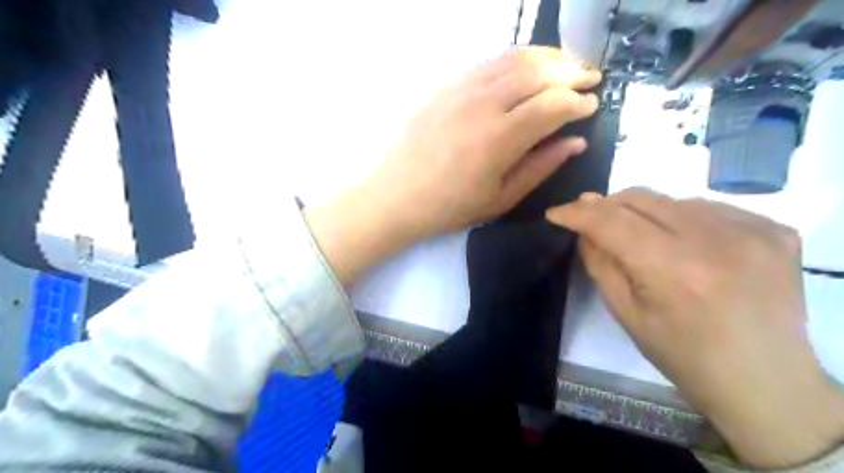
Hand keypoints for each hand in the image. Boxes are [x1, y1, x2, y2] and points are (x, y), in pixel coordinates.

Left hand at [364, 46, 599, 238]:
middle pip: (538, 72)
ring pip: (514, 59)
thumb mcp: (501, 198)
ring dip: (547, 57)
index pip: (553, 105)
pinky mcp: (446, 86)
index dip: (579, 102)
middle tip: (590, 78)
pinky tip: (525, 68)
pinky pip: (488, 63)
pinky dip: (515, 60)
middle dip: (572, 71)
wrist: (397, 195)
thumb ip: (541, 166)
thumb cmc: (450, 206)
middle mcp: (483, 104)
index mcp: (500, 138)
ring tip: (567, 65)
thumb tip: (575, 141)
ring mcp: (461, 90)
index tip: (593, 106)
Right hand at [548, 189, 843, 468]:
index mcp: (673, 269)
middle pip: (641, 198)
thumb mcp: (625, 313)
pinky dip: (682, 219)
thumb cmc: (682, 355)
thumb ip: (599, 262)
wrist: (764, 381)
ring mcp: (752, 230)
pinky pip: (707, 208)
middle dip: (606, 205)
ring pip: (672, 200)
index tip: (556, 212)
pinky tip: (685, 244)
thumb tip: (583, 224)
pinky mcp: (774, 229)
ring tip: (642, 239)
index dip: (578, 212)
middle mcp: (716, 239)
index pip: (612, 221)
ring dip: (644, 214)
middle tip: (590, 219)